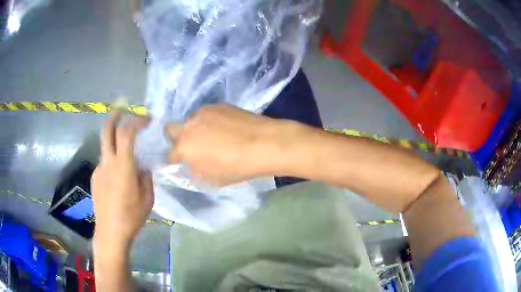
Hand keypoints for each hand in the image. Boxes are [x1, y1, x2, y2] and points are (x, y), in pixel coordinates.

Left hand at [91, 111, 153, 250]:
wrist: (110, 232)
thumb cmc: (131, 216)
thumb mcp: (147, 198)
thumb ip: (145, 177)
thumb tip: (142, 167)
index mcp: (122, 166)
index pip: (126, 133)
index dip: (136, 120)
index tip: (146, 119)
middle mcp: (107, 162)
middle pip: (106, 130)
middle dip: (115, 115)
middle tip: (123, 109)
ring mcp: (99, 169)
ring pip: (106, 148)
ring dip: (115, 144)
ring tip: (127, 159)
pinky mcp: (95, 178)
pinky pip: (104, 164)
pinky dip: (112, 162)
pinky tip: (118, 180)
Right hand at [165, 104, 299, 185]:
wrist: (263, 143)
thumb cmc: (237, 167)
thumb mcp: (211, 179)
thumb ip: (193, 171)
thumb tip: (187, 164)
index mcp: (184, 148)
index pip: (169, 154)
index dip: (174, 159)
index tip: (181, 161)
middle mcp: (188, 126)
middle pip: (170, 129)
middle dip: (176, 137)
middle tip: (192, 144)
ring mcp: (203, 112)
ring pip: (191, 120)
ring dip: (196, 128)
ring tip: (216, 135)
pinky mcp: (217, 104)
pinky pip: (207, 114)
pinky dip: (211, 120)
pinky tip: (227, 126)